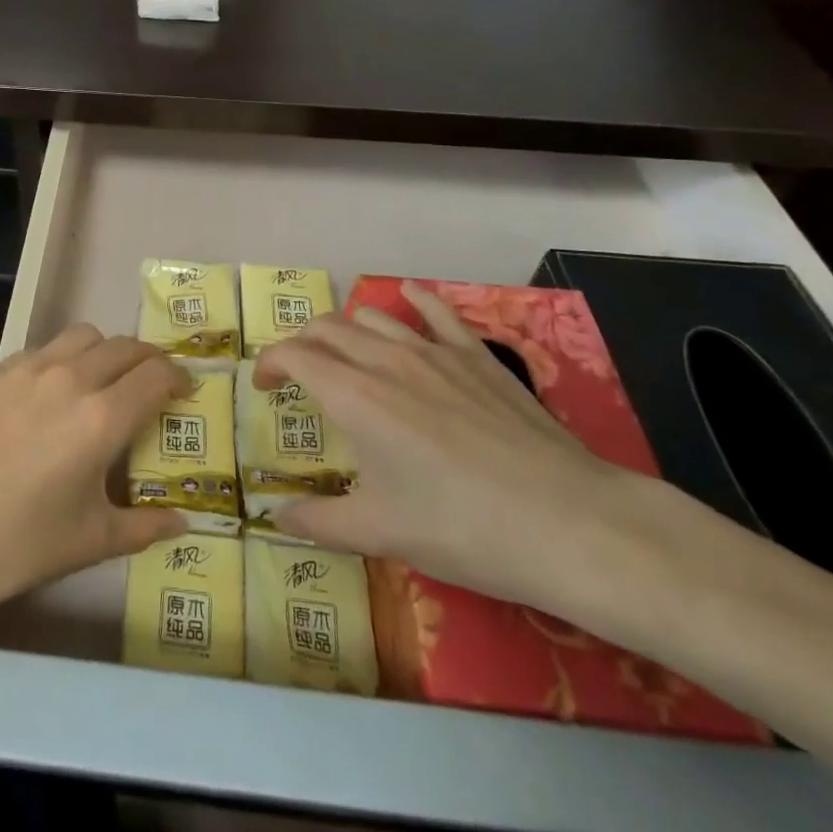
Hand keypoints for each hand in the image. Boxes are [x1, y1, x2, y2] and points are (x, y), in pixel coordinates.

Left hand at [0, 325, 190, 613]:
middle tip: (150, 387)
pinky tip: (49, 395)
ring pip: (83, 336)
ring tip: (101, 381)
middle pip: (125, 346)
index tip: (183, 392)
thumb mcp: (89, 541)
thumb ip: (143, 526)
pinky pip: (43, 349)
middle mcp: (71, 378)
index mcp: (102, 417)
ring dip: (105, 351)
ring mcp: (29, 368)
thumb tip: (183, 523)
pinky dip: (62, 360)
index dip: (178, 378)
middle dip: (147, 361)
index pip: (156, 374)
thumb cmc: (17, 542)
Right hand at [256, 283, 651, 614]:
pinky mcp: (477, 356)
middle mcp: (386, 360)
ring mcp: (435, 352)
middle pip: (326, 328)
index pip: (294, 356)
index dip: (269, 363)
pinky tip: (408, 297)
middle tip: (297, 373)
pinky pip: (437, 312)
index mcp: (354, 397)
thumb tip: (276, 516)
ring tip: (344, 352)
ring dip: (345, 327)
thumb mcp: (382, 533)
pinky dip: (414, 301)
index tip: (263, 386)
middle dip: (301, 342)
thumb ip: (320, 521)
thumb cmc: (464, 530)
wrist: (569, 523)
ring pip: (372, 316)